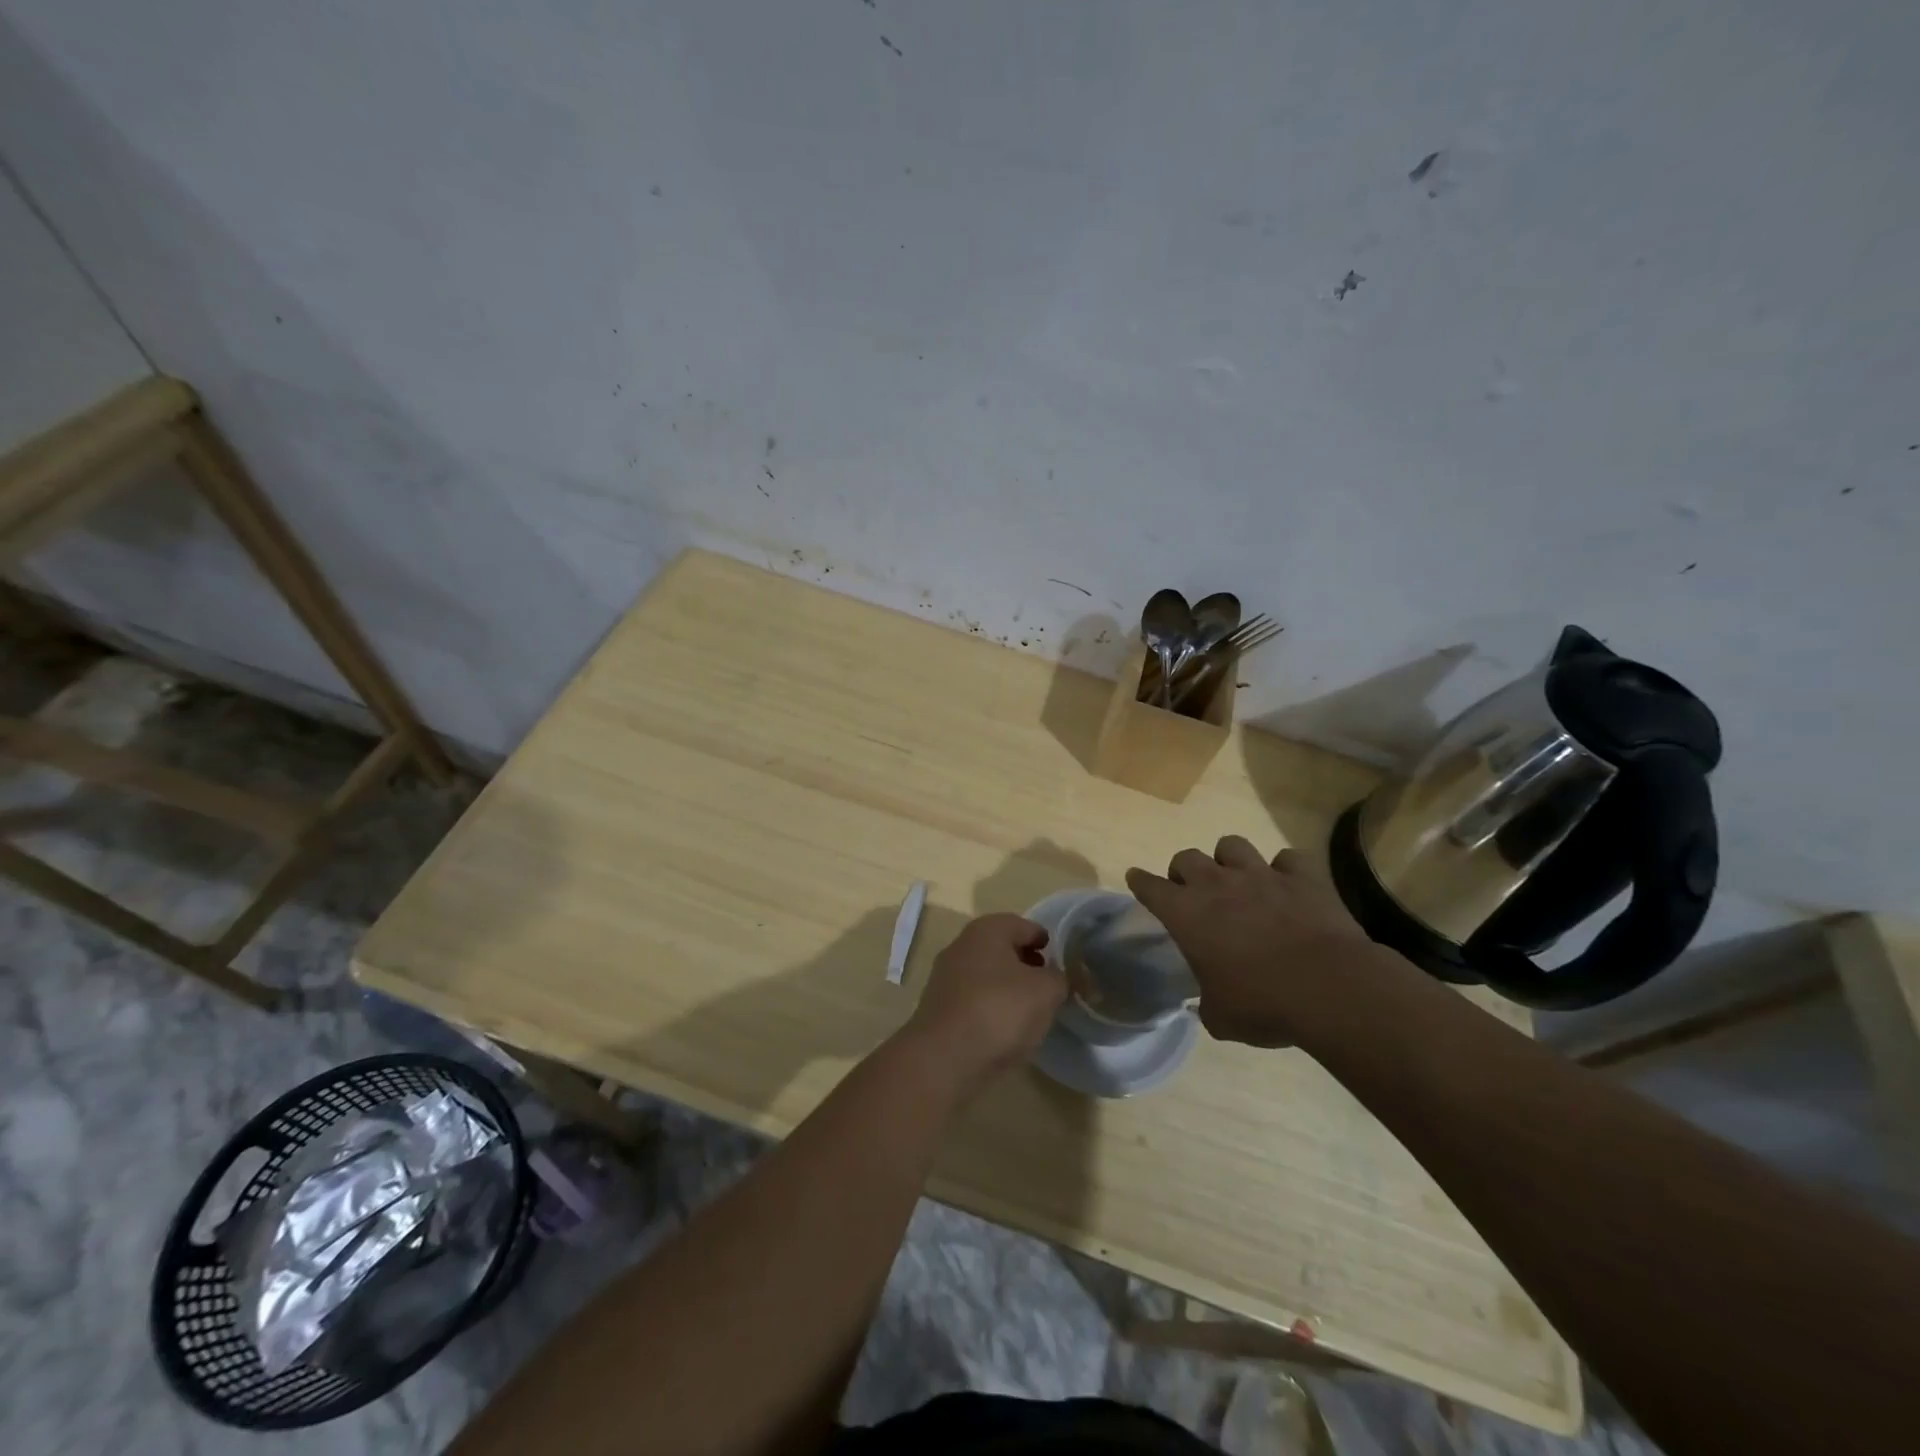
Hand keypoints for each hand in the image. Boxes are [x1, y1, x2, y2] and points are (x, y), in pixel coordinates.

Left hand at [902, 913, 1065, 1095]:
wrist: (945, 1058)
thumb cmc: (1000, 1010)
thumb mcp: (1045, 991)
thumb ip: (1059, 978)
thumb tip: (1057, 978)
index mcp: (987, 930)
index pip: (1023, 925)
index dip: (1045, 940)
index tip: (1061, 960)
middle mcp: (962, 945)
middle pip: (1002, 947)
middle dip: (1026, 962)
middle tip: (1048, 984)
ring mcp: (946, 977)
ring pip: (987, 974)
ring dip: (1008, 986)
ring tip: (1031, 1010)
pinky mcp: (940, 1007)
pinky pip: (974, 998)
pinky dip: (992, 1006)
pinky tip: (1005, 1028)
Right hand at [1126, 836, 1381, 1047]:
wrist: (1329, 988)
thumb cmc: (1263, 1004)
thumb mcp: (1221, 1017)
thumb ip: (1207, 1004)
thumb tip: (1209, 1003)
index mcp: (1186, 914)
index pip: (1150, 887)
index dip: (1140, 882)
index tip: (1136, 878)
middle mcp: (1217, 885)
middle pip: (1186, 857)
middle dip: (1184, 871)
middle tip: (1193, 892)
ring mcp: (1260, 875)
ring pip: (1231, 845)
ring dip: (1229, 860)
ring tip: (1237, 880)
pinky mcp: (1301, 877)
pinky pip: (1288, 859)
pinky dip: (1285, 870)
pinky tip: (1288, 885)